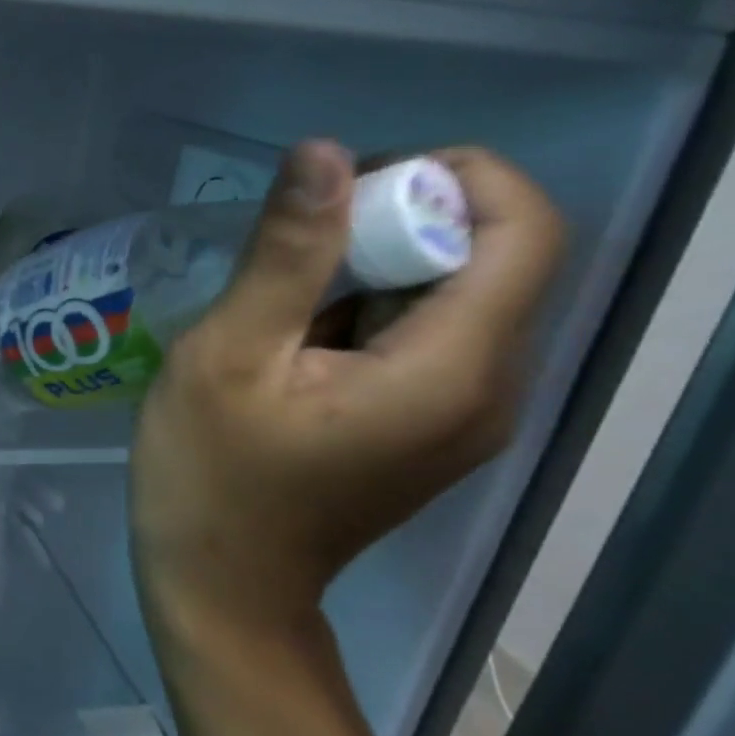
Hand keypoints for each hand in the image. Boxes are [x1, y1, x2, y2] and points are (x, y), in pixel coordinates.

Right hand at [131, 141, 565, 649]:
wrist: (222, 582)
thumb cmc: (210, 472)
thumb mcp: (228, 355)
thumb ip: (283, 255)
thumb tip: (323, 153)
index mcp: (451, 370)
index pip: (524, 229)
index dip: (448, 178)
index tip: (343, 189)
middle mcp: (490, 388)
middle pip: (490, 257)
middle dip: (395, 221)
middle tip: (287, 243)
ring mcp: (465, 412)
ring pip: (452, 294)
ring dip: (372, 265)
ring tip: (275, 294)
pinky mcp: (431, 424)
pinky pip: (424, 334)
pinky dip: (367, 307)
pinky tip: (290, 337)